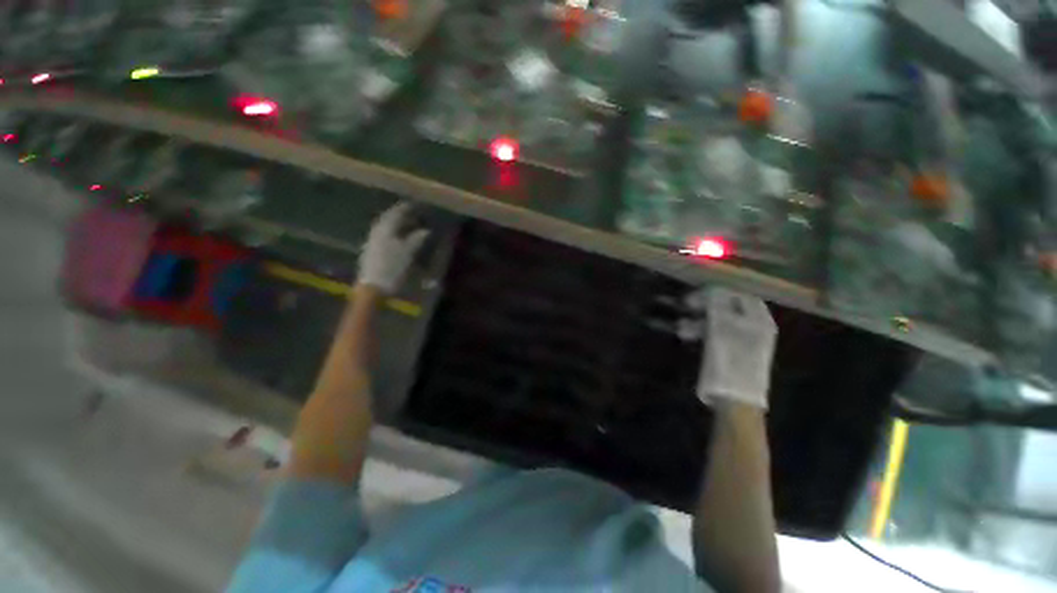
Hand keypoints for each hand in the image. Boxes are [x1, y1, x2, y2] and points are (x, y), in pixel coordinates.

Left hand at [357, 203, 429, 293]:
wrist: (373, 287)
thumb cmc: (392, 268)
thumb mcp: (408, 253)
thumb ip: (416, 239)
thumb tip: (426, 230)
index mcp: (385, 229)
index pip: (395, 213)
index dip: (405, 208)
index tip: (415, 205)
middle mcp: (377, 232)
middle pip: (388, 219)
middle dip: (400, 215)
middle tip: (412, 213)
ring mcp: (372, 241)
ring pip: (386, 227)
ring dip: (396, 224)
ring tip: (407, 224)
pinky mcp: (372, 250)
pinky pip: (384, 235)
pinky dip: (393, 232)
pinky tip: (399, 237)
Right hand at [690, 287, 776, 409]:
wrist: (735, 399)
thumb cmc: (730, 361)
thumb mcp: (722, 328)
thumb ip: (718, 305)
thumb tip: (712, 286)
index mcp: (758, 320)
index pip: (740, 294)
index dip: (719, 289)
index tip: (698, 291)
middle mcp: (754, 327)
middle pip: (728, 306)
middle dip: (705, 305)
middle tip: (685, 305)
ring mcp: (743, 340)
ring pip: (718, 320)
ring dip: (698, 320)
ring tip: (680, 328)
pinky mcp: (731, 351)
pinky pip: (715, 334)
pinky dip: (701, 332)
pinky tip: (686, 336)